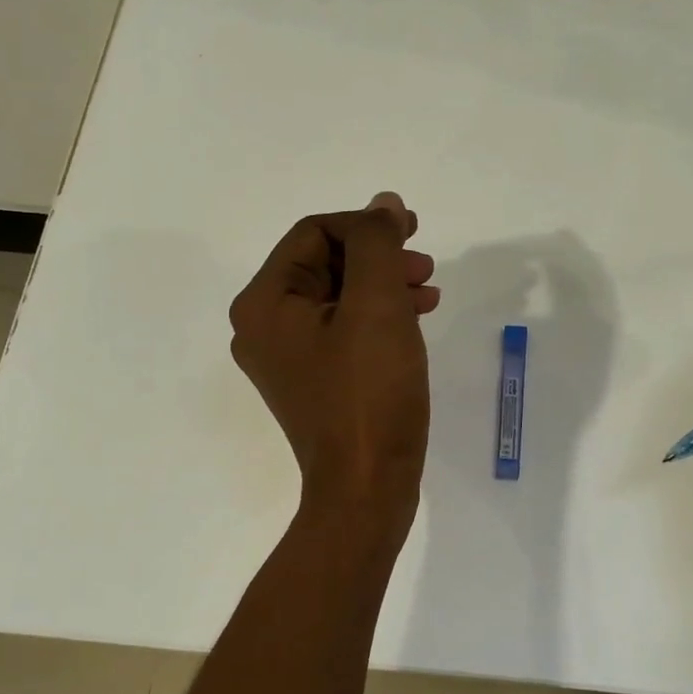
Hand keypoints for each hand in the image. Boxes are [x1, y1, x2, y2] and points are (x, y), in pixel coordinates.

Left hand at [229, 192, 440, 528]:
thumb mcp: (377, 306)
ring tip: (428, 291)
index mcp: (264, 303)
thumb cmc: (369, 394)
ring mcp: (286, 358)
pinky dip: (378, 317)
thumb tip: (382, 204)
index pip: (314, 234)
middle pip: (324, 264)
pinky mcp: (313, 381)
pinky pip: (343, 330)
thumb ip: (377, 244)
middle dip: (377, 256)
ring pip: (338, 297)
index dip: (365, 225)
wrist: (366, 488)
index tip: (413, 232)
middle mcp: (263, 326)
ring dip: (383, 284)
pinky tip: (415, 319)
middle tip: (425, 264)